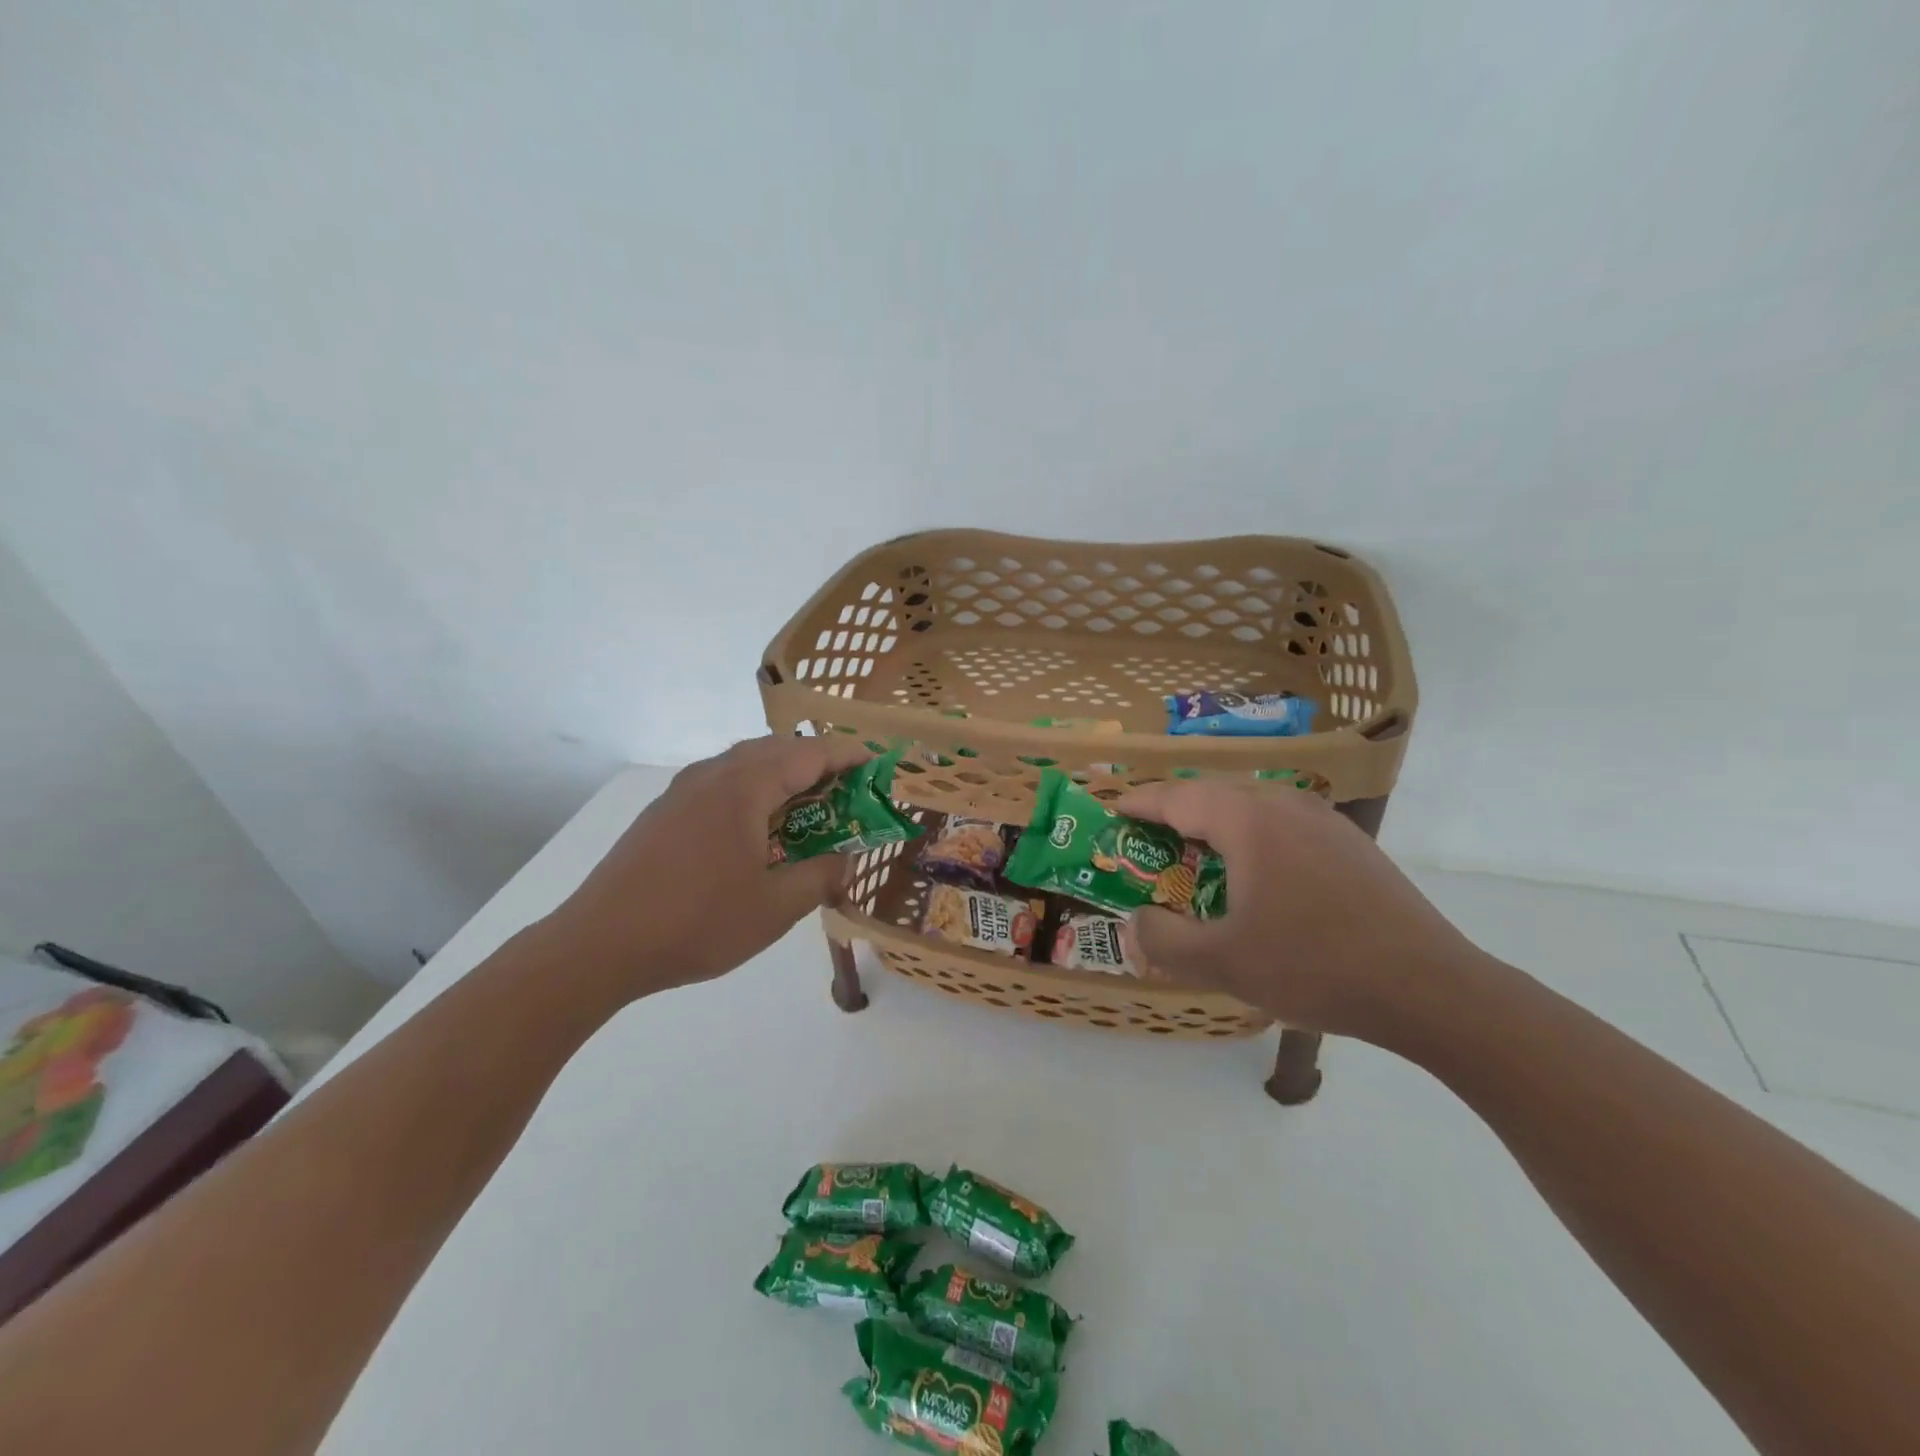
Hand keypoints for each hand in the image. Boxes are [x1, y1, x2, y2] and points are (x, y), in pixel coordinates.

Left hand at [545, 734, 871, 999]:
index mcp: (743, 788)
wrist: (598, 946)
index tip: (878, 763)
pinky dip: (755, 790)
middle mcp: (713, 775)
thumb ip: (821, 876)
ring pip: (746, 763)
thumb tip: (846, 859)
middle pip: (777, 749)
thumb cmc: (695, 923)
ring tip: (809, 809)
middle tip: (849, 791)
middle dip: (819, 762)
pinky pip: (722, 782)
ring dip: (784, 775)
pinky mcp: (665, 811)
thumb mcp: (774, 909)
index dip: (848, 754)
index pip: (809, 753)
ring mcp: (683, 790)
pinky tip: (759, 828)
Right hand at [1116, 780, 1488, 1046]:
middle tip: (1148, 837)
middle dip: (1175, 811)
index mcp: (1249, 821)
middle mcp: (1285, 805)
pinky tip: (1257, 874)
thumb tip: (1133, 923)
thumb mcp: (1224, 963)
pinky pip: (1284, 824)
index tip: (1114, 808)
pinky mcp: (1352, 845)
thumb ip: (1164, 941)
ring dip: (1216, 823)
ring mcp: (1325, 821)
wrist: (1432, 989)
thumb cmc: (1315, 966)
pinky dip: (1252, 837)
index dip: (1141, 802)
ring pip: (1252, 806)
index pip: (1178, 797)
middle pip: (1214, 793)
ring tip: (1196, 853)